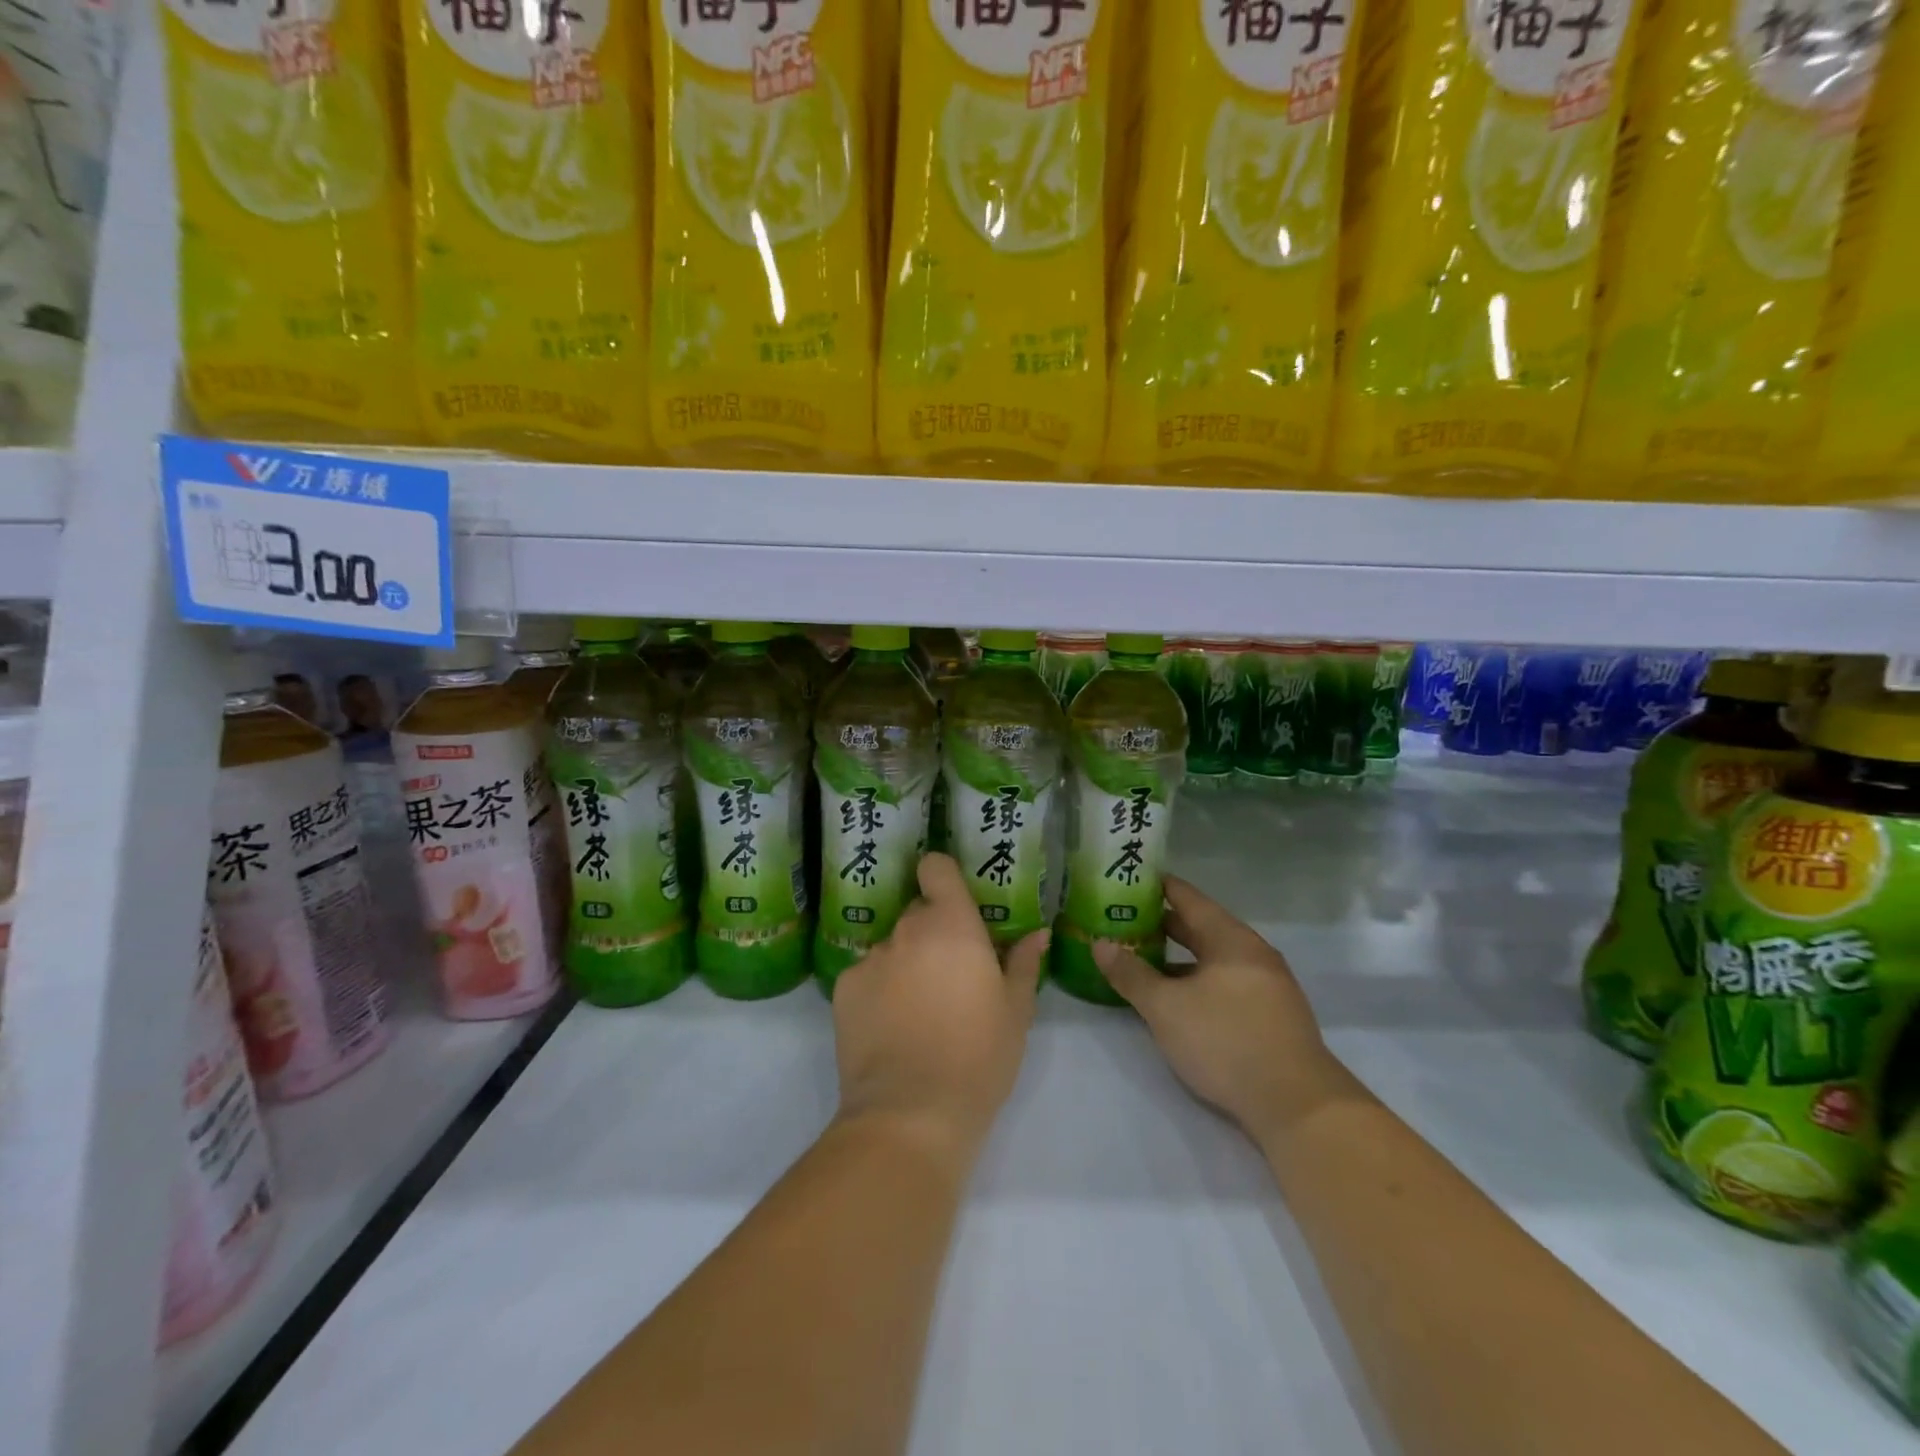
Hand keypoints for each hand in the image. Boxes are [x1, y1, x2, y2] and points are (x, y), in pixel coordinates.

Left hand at [831, 853, 1048, 1162]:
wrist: (911, 1114)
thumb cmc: (978, 1057)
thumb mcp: (1016, 1012)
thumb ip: (1023, 964)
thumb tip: (1037, 934)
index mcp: (952, 925)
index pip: (935, 867)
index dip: (942, 877)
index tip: (953, 900)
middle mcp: (906, 930)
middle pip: (917, 912)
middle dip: (932, 932)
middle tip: (949, 972)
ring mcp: (871, 958)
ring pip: (892, 946)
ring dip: (905, 963)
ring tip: (918, 1009)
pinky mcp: (843, 988)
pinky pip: (866, 974)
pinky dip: (878, 989)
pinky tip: (890, 1027)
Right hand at [1094, 876, 1357, 1145]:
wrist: (1297, 1105)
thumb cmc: (1226, 1041)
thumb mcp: (1166, 1008)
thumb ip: (1131, 973)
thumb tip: (1100, 943)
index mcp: (1230, 939)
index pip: (1189, 898)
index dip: (1158, 887)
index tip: (1131, 879)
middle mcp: (1253, 953)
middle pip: (1203, 927)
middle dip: (1165, 924)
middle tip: (1126, 920)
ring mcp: (1268, 985)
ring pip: (1215, 958)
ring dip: (1181, 957)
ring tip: (1145, 958)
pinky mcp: (1272, 1016)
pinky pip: (1227, 982)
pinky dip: (1198, 979)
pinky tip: (1179, 998)